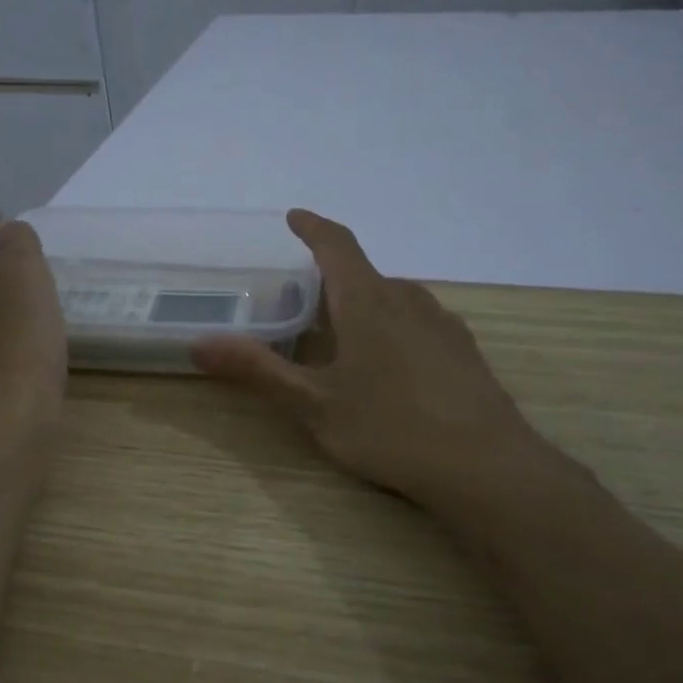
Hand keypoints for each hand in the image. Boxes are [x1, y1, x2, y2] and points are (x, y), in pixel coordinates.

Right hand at [192, 210, 572, 517]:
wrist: (484, 465)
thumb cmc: (389, 428)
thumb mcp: (313, 404)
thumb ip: (257, 371)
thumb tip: (198, 343)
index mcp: (367, 302)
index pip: (337, 245)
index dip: (313, 227)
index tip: (294, 217)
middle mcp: (408, 300)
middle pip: (364, 275)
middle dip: (333, 280)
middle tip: (305, 306)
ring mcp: (443, 324)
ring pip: (395, 299)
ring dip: (365, 305)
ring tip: (345, 338)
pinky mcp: (464, 351)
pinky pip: (419, 322)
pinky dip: (395, 327)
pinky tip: (392, 367)